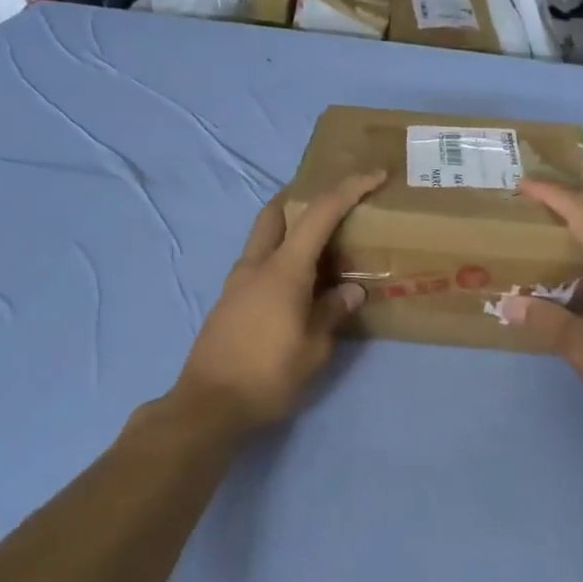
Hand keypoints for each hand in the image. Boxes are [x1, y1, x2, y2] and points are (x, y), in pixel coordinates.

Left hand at [174, 172, 385, 430]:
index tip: (373, 175)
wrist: (209, 405)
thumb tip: (351, 291)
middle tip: (333, 207)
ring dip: (290, 231)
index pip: (319, 215)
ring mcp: (237, 282)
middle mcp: (256, 265)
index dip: (349, 190)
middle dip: (303, 199)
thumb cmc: (268, 376)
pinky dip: (280, 259)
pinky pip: (258, 264)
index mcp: (283, 270)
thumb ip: (332, 312)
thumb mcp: (314, 348)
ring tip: (322, 251)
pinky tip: (298, 286)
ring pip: (264, 238)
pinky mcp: (228, 301)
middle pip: (276, 213)